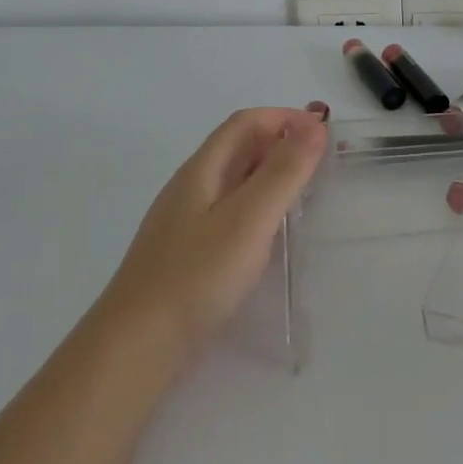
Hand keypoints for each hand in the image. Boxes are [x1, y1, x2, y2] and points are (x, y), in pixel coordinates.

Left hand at [102, 107, 327, 346]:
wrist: (138, 345)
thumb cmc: (197, 276)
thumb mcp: (248, 219)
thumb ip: (282, 172)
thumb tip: (314, 124)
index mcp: (202, 170)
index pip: (245, 123)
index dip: (284, 118)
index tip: (324, 132)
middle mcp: (191, 187)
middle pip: (238, 148)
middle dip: (281, 142)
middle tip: (323, 162)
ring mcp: (187, 221)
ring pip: (235, 181)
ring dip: (271, 174)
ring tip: (307, 192)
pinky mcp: (190, 252)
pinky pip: (230, 212)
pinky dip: (259, 206)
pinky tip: (272, 232)